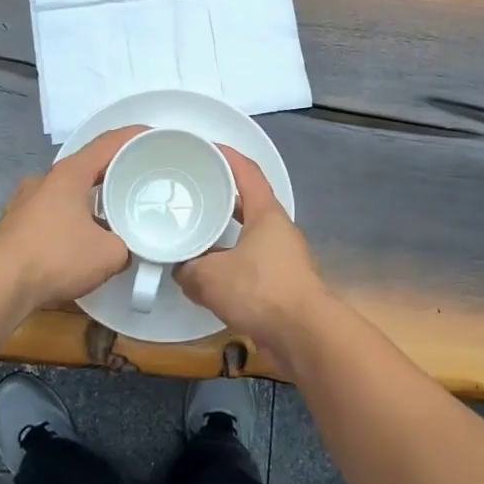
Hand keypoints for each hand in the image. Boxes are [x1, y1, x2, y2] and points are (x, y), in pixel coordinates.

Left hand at [0, 125, 142, 310]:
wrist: (0, 285)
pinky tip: (81, 239)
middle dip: (113, 171)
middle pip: (87, 166)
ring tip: (112, 214)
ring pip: (67, 191)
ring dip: (90, 198)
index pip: (108, 143)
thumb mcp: (110, 254)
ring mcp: (25, 201)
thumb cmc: (57, 257)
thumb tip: (125, 249)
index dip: (134, 136)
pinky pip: (52, 213)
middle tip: (138, 181)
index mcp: (70, 174)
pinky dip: (71, 218)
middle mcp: (45, 180)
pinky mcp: (15, 225)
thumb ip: (126, 245)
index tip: (155, 137)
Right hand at [176, 146, 329, 362]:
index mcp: (266, 213)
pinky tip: (207, 276)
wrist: (303, 335)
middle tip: (191, 193)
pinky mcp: (282, 283)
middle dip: (220, 196)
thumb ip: (188, 269)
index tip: (204, 147)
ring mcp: (283, 257)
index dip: (226, 155)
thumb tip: (180, 271)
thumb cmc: (260, 291)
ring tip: (193, 234)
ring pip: (247, 235)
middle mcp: (278, 229)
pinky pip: (250, 263)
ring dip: (223, 234)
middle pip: (247, 202)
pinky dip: (229, 264)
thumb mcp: (210, 277)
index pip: (247, 171)